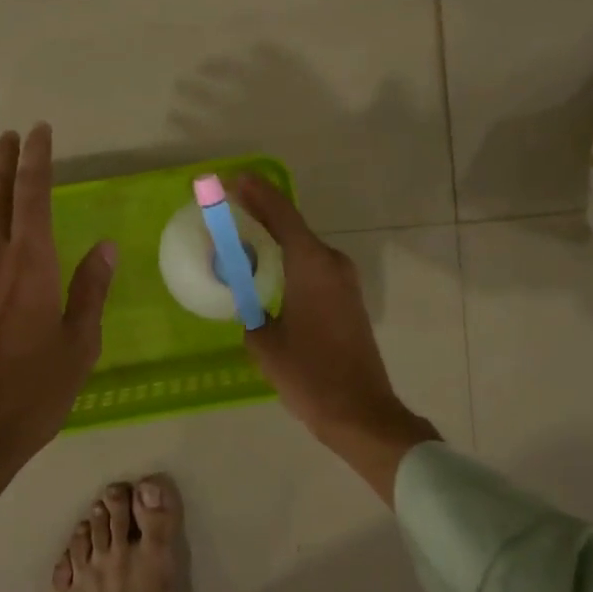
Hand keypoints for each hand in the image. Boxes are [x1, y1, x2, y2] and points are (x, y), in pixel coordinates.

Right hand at [231, 174, 438, 503]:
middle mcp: (332, 264)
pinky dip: (290, 259)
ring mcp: (345, 281)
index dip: (257, 194)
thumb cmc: (309, 376)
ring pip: (305, 247)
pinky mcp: (348, 299)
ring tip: (245, 233)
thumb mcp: (265, 344)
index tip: (234, 179)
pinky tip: (271, 268)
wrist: (361, 412)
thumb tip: (248, 308)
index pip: (282, 215)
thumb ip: (251, 315)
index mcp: (311, 266)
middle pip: (293, 227)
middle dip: (263, 212)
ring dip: (277, 237)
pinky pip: (314, 267)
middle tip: (231, 203)